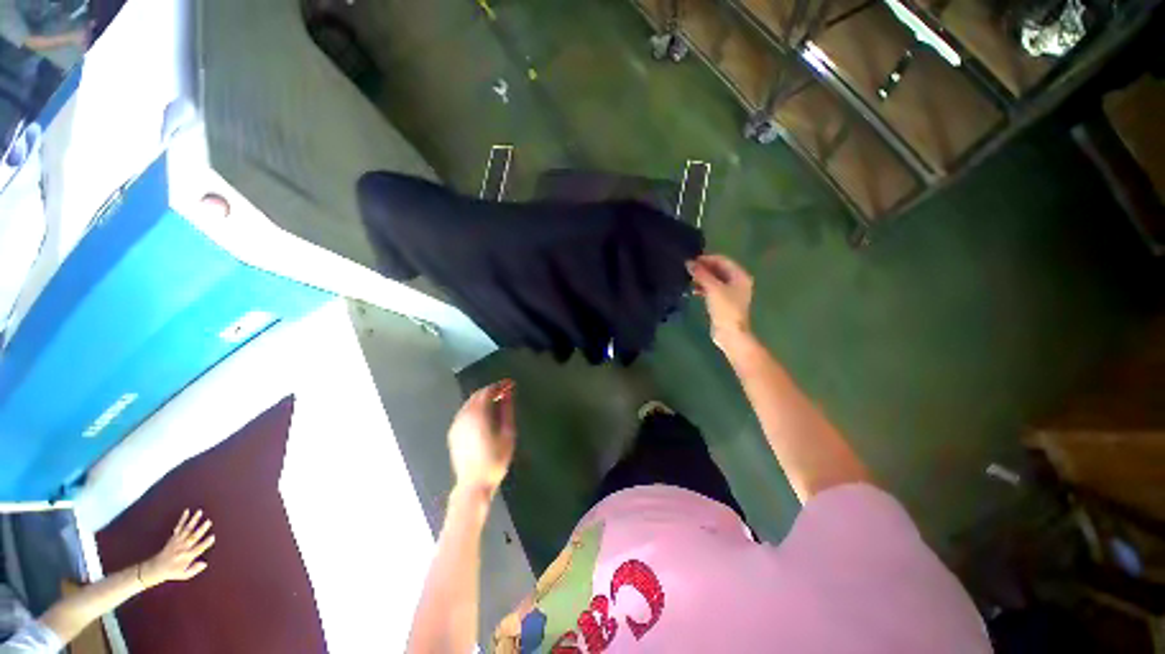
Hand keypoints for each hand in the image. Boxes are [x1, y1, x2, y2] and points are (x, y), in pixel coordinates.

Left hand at [138, 509, 215, 587]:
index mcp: (186, 557)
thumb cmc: (172, 572)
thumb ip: (194, 570)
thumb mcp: (183, 575)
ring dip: (193, 520)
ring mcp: (176, 541)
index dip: (205, 543)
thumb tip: (205, 564)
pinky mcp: (173, 538)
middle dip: (201, 530)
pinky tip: (186, 511)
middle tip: (208, 521)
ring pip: (186, 529)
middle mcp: (182, 548)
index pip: (198, 549)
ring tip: (199, 512)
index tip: (212, 537)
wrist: (154, 568)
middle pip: (192, 537)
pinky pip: (178, 526)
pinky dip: (182, 518)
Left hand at [448, 380, 516, 496]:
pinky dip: (475, 409)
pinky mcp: (453, 433)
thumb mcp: (507, 433)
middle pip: (477, 395)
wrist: (474, 484)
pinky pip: (464, 413)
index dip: (499, 386)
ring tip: (498, 403)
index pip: (487, 391)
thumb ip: (507, 410)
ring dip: (483, 399)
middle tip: (505, 392)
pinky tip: (485, 416)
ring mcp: (456, 425)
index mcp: (477, 414)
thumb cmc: (495, 459)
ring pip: (469, 404)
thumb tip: (508, 393)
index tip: (510, 385)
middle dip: (491, 391)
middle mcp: (463, 416)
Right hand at [687, 254, 753, 349]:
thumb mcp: (712, 288)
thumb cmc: (725, 308)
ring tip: (688, 278)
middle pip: (719, 269)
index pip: (722, 260)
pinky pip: (713, 290)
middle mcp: (738, 281)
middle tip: (687, 269)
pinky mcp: (724, 302)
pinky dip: (703, 288)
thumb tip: (689, 262)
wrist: (730, 333)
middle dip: (703, 268)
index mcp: (740, 275)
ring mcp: (731, 292)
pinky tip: (692, 291)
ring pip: (715, 280)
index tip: (690, 261)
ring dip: (702, 278)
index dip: (706, 259)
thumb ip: (701, 274)